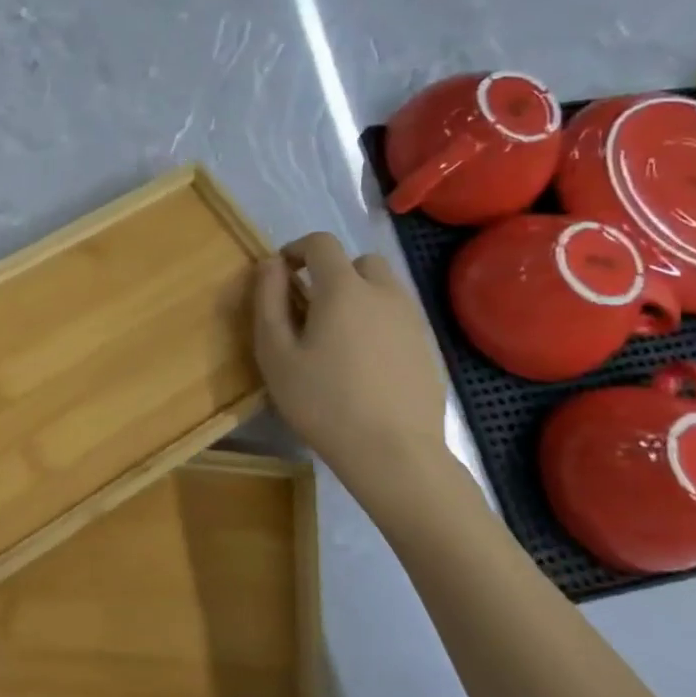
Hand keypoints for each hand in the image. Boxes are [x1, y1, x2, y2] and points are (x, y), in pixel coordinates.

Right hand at [253, 233, 451, 498]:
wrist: (394, 453)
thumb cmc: (323, 402)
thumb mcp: (276, 354)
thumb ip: (268, 302)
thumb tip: (270, 264)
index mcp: (344, 288)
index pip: (321, 243)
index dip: (296, 249)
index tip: (280, 274)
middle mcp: (384, 292)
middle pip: (359, 261)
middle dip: (332, 272)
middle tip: (311, 309)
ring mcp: (411, 319)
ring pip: (383, 288)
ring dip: (358, 296)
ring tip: (338, 337)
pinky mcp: (427, 347)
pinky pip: (397, 317)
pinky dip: (378, 323)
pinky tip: (364, 363)